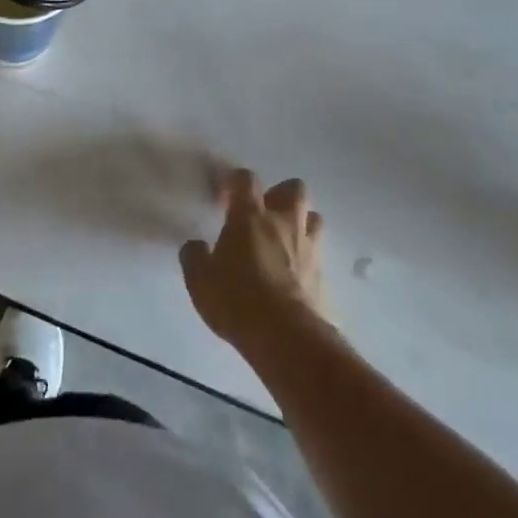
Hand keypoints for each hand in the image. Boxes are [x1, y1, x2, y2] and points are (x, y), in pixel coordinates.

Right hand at [180, 169, 327, 350]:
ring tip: (282, 241)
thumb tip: (195, 246)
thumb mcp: (199, 280)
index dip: (234, 182)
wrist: (287, 338)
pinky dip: (306, 258)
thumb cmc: (237, 300)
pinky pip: (317, 255)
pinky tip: (292, 276)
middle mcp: (284, 223)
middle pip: (293, 189)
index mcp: (250, 216)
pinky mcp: (323, 275)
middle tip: (261, 215)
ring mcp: (308, 248)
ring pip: (313, 218)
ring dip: (299, 223)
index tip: (224, 198)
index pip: (246, 179)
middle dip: (279, 195)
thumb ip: (194, 256)